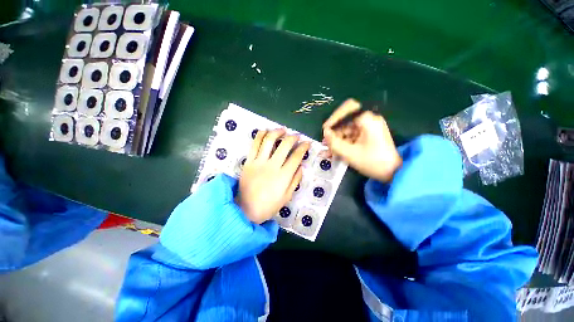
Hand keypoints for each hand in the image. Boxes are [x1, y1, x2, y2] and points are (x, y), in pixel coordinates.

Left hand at [238, 129, 310, 223]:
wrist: (246, 209)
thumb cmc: (269, 205)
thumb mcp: (287, 196)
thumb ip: (295, 180)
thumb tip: (301, 166)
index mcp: (284, 176)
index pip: (296, 156)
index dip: (303, 147)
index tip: (307, 143)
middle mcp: (272, 165)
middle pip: (284, 145)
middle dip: (293, 137)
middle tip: (297, 136)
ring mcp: (259, 162)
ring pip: (268, 140)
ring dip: (277, 132)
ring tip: (282, 130)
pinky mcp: (249, 161)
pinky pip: (254, 145)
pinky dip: (260, 135)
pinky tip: (265, 131)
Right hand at [322, 99, 401, 182]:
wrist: (394, 172)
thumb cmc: (372, 162)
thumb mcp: (349, 153)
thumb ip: (334, 142)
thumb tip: (325, 133)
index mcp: (367, 120)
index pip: (346, 110)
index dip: (333, 119)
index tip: (324, 130)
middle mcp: (369, 119)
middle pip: (346, 120)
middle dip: (334, 131)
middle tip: (326, 142)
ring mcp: (369, 127)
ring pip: (348, 128)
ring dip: (337, 138)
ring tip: (329, 150)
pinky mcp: (369, 134)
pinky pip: (352, 134)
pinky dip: (344, 141)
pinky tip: (336, 151)